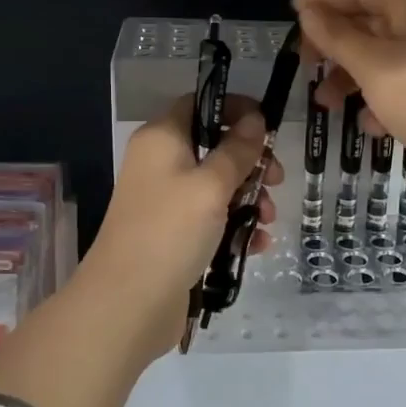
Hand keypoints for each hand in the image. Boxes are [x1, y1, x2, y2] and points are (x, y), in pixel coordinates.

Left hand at [79, 94, 282, 355]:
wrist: (129, 303)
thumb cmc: (170, 231)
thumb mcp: (211, 186)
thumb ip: (237, 150)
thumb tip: (255, 119)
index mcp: (162, 139)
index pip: (199, 103)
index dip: (234, 108)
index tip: (267, 125)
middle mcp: (161, 164)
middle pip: (214, 147)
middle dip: (251, 163)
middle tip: (277, 180)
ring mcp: (167, 202)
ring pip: (217, 186)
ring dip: (249, 198)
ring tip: (266, 221)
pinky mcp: (175, 235)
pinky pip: (212, 219)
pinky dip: (235, 226)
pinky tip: (256, 244)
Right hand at [293, 0, 405, 215]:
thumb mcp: (372, 65)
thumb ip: (336, 36)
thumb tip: (308, 11)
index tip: (291, 15)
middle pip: (370, 21)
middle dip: (335, 44)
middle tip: (305, 65)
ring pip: (380, 58)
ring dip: (349, 78)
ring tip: (325, 105)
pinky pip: (397, 86)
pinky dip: (377, 101)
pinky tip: (369, 125)